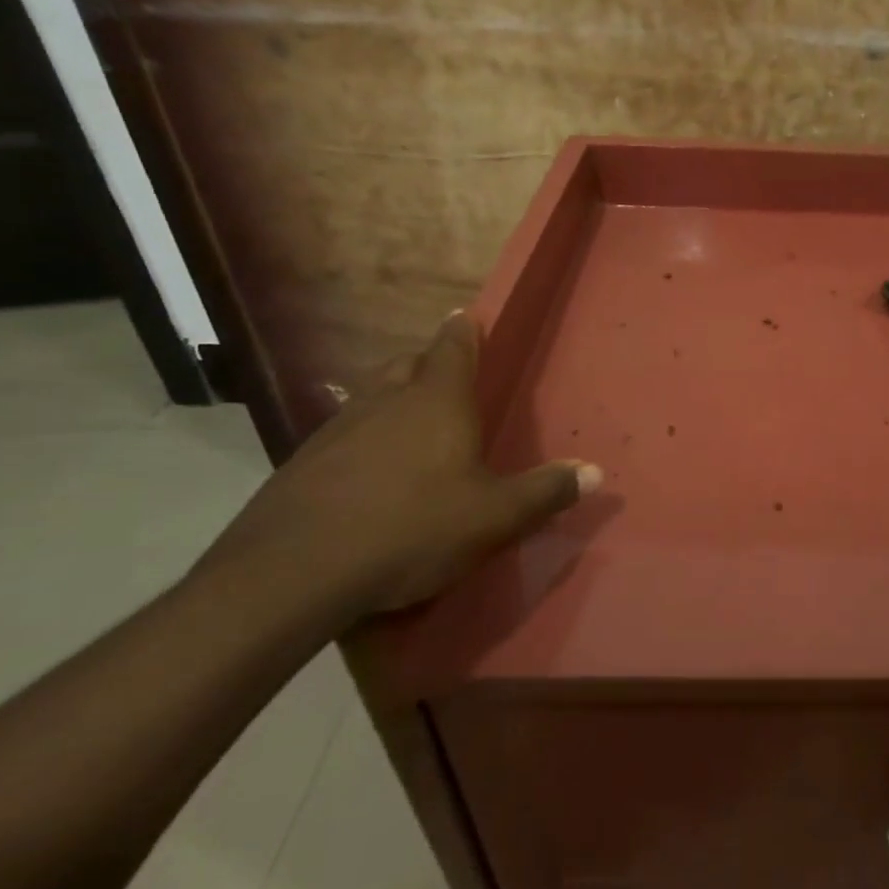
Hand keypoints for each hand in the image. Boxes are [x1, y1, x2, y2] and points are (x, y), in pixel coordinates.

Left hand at [205, 312, 599, 615]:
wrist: (293, 572)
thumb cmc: (412, 528)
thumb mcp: (494, 517)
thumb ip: (545, 491)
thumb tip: (595, 471)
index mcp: (437, 402)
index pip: (453, 348)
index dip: (463, 331)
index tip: (465, 316)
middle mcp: (386, 402)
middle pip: (408, 364)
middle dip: (428, 363)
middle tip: (446, 376)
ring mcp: (337, 429)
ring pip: (372, 396)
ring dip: (393, 399)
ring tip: (410, 423)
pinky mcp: (303, 462)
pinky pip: (344, 434)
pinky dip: (363, 438)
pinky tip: (369, 473)